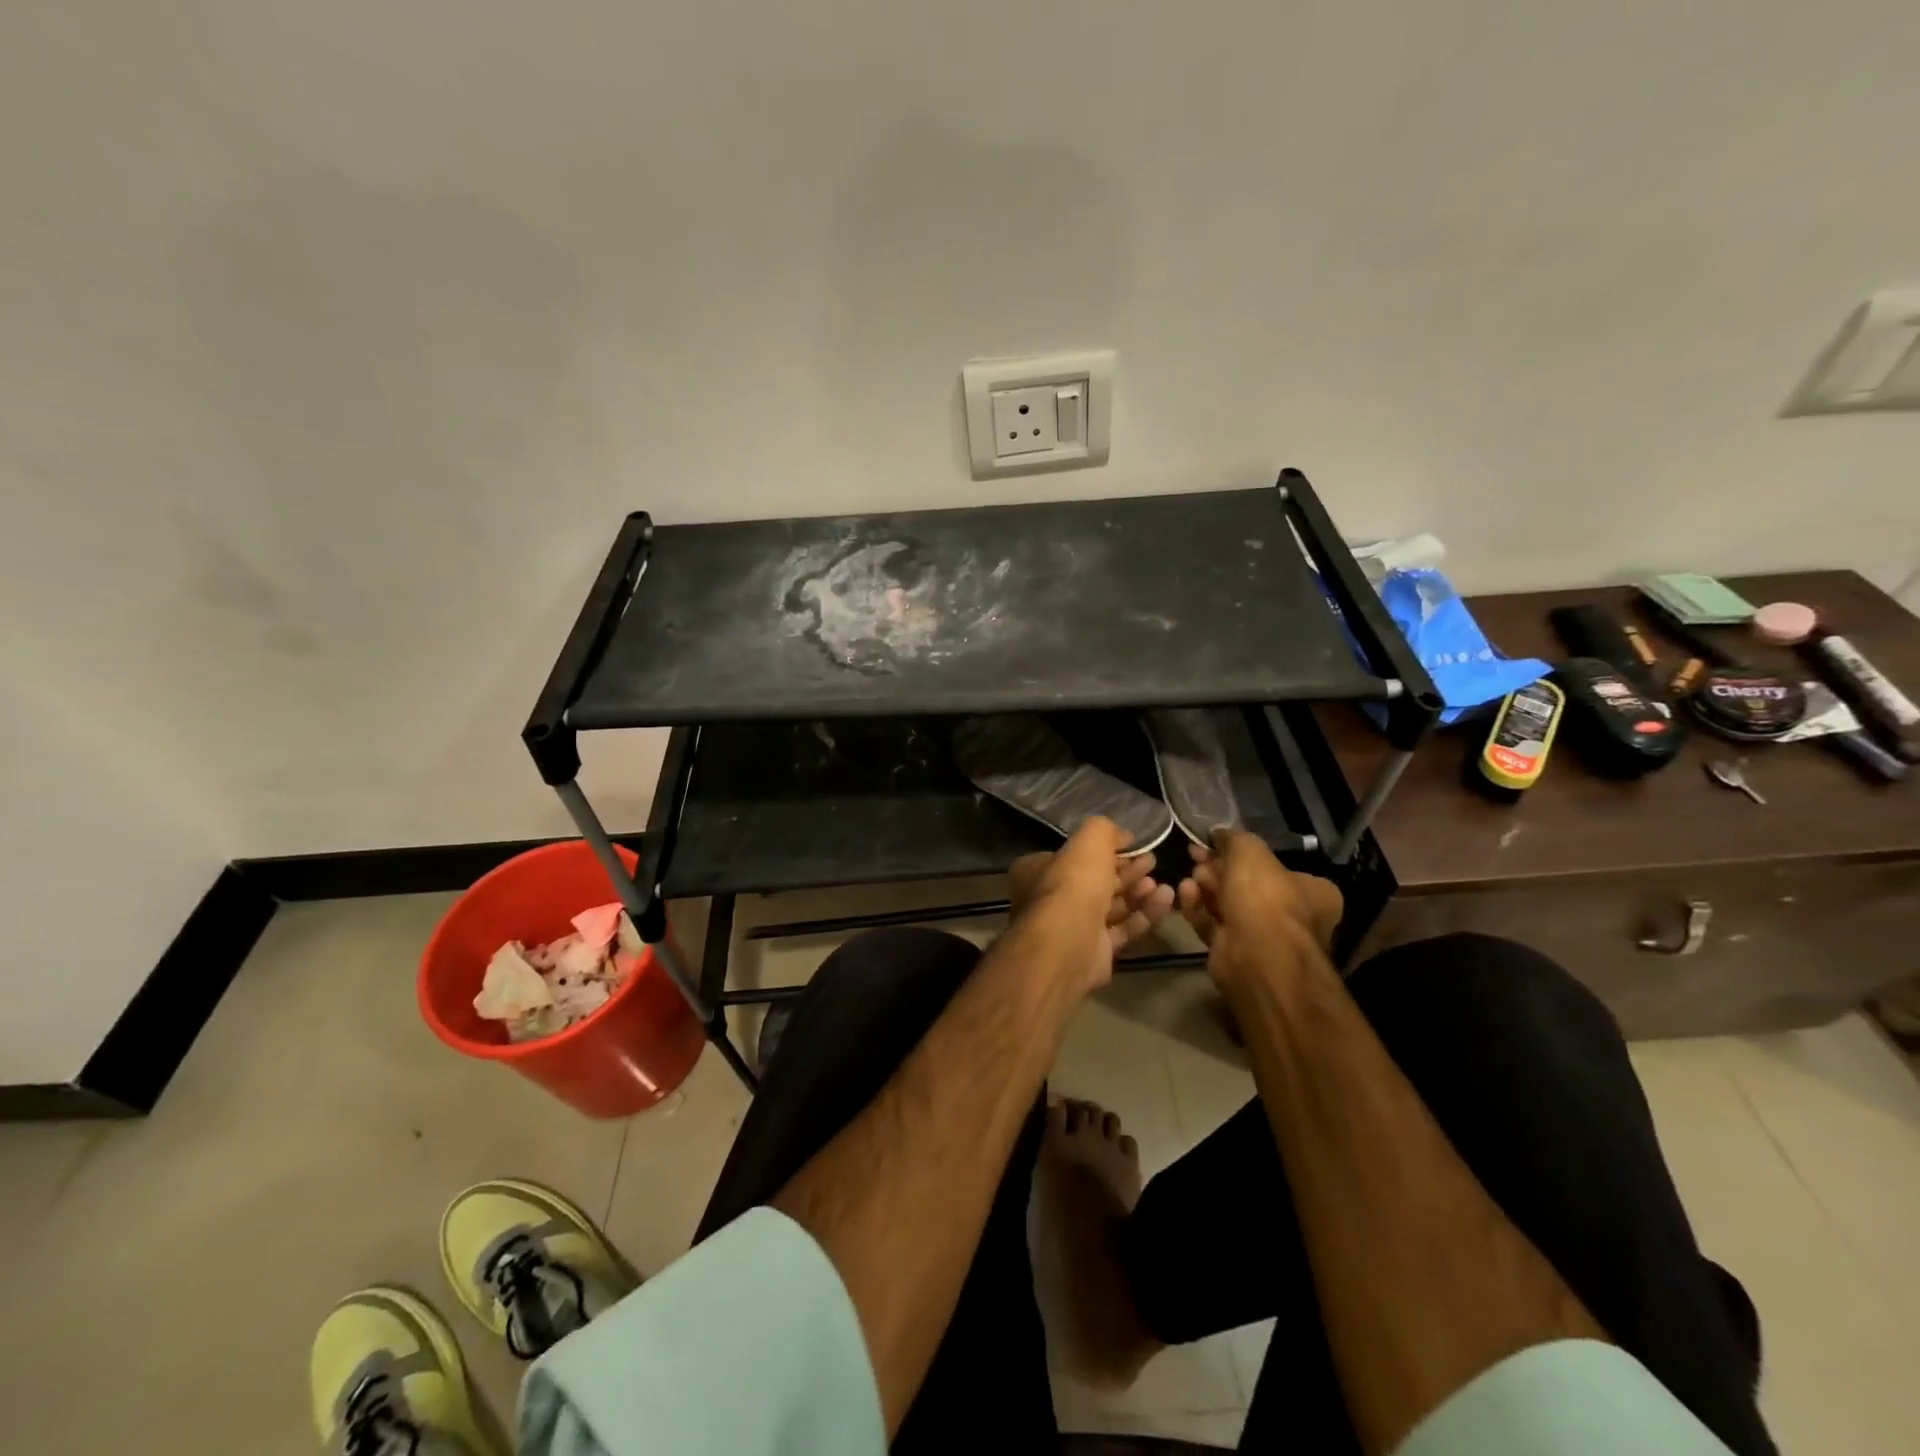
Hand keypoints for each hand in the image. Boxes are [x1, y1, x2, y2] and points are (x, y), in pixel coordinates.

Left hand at [1008, 818, 1175, 994]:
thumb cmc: (1073, 883)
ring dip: (1138, 892)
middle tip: (1152, 861)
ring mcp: (1074, 927)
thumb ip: (1105, 831)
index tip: (1132, 844)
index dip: (1104, 849)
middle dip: (1126, 870)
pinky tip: (1166, 899)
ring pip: (1111, 906)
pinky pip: (1123, 929)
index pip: (1074, 856)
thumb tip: (1123, 836)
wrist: (1069, 943)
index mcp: (1038, 870)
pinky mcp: (1095, 951)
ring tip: (1161, 882)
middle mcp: (1052, 899)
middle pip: (1095, 880)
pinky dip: (1144, 914)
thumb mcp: (1089, 841)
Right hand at [1177, 829, 1342, 995]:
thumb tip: (1219, 833)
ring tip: (1190, 875)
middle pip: (1246, 884)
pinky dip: (1198, 908)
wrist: (1255, 955)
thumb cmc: (1264, 896)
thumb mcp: (1250, 850)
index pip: (1276, 866)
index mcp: (1312, 892)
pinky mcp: (1234, 951)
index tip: (1215, 843)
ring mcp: (1263, 937)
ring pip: (1227, 904)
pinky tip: (1185, 892)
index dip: (1242, 853)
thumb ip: (1234, 838)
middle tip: (1196, 856)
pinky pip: (1213, 924)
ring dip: (1205, 887)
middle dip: (1218, 868)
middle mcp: (1292, 916)